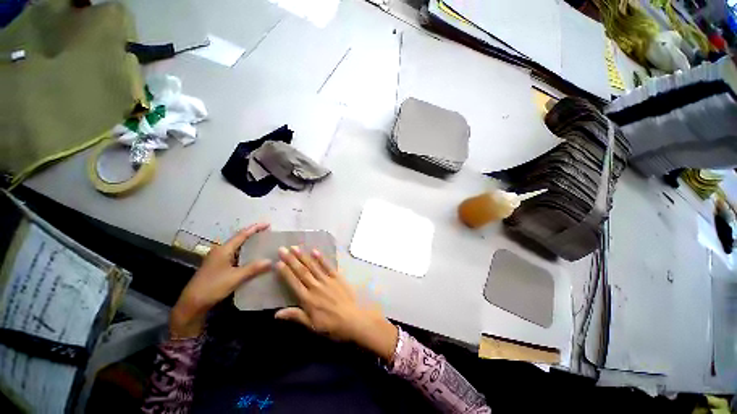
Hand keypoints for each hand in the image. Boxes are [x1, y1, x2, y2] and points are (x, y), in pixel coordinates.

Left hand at [170, 223, 271, 338]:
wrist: (192, 303)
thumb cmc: (212, 287)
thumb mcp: (235, 278)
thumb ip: (253, 268)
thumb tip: (270, 261)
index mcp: (224, 250)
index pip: (242, 235)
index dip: (255, 228)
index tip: (268, 224)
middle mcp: (220, 251)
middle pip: (239, 238)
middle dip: (253, 234)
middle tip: (267, 233)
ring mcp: (218, 259)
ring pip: (237, 247)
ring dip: (249, 244)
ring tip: (262, 243)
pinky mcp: (218, 266)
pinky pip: (235, 255)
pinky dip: (245, 253)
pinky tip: (252, 258)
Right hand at [275, 246, 398, 361]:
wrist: (353, 320)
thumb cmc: (331, 325)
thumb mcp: (311, 325)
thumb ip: (295, 316)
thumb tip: (276, 314)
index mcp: (308, 299)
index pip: (294, 283)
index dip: (285, 272)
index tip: (278, 262)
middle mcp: (316, 287)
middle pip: (302, 271)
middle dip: (291, 260)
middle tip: (282, 249)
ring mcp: (327, 280)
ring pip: (313, 266)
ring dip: (303, 256)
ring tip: (295, 247)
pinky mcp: (338, 277)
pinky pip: (328, 266)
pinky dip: (321, 258)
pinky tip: (315, 251)